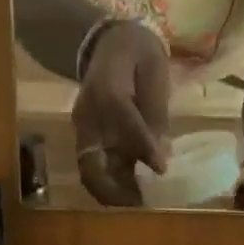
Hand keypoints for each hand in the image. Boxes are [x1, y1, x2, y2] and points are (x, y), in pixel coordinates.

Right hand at [73, 22, 171, 206]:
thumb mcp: (154, 68)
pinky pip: (92, 169)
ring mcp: (82, 129)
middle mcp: (88, 115)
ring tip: (136, 201)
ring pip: (90, 171)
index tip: (161, 170)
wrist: (105, 42)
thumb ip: (156, 108)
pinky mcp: (84, 140)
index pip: (125, 123)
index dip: (142, 148)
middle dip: (114, 189)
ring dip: (111, 192)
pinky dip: (109, 185)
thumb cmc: (136, 52)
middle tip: (140, 202)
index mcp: (107, 87)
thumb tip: (159, 151)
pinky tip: (129, 192)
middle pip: (92, 162)